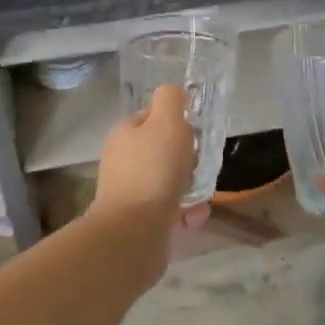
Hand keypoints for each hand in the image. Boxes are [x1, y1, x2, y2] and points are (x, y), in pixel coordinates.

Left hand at [94, 83, 210, 228]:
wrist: (133, 233)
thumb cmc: (153, 171)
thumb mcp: (166, 123)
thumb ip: (171, 100)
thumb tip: (175, 92)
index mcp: (124, 134)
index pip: (150, 117)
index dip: (173, 121)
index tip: (192, 132)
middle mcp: (122, 161)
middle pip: (160, 150)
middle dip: (184, 157)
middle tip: (198, 163)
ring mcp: (128, 192)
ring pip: (166, 181)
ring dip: (188, 185)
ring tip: (202, 193)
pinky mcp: (138, 220)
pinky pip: (167, 209)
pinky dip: (184, 211)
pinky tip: (194, 216)